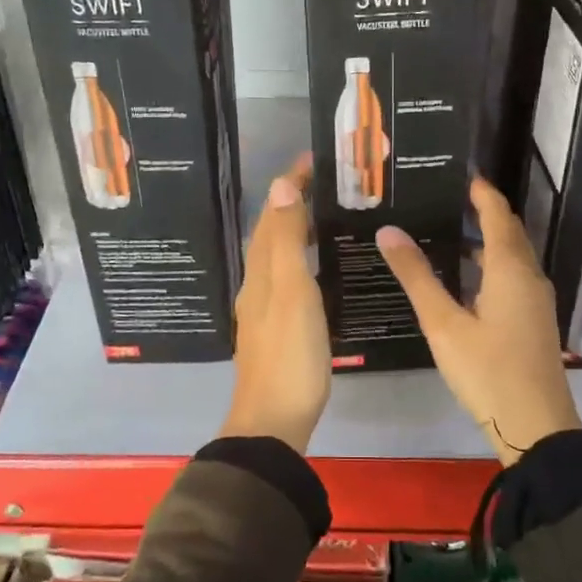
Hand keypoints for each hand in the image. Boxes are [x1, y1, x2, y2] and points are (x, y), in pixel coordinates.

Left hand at [221, 155, 330, 453]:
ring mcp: (264, 309)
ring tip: (323, 216)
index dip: (290, 186)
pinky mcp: (276, 329)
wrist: (273, 421)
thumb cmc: (290, 355)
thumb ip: (287, 242)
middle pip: (270, 234)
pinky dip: (298, 259)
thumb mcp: (293, 293)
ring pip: (276, 257)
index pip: (274, 216)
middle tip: (324, 184)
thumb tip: (280, 187)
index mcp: (261, 273)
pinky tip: (315, 270)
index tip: (312, 160)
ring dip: (294, 230)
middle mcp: (257, 285)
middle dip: (291, 203)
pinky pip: (285, 278)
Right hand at [376, 178, 580, 465]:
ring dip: (486, 240)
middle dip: (482, 211)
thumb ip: (417, 276)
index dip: (480, 192)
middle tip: (445, 198)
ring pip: (512, 256)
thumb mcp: (443, 324)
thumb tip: (389, 231)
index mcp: (510, 269)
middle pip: (508, 231)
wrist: (537, 426)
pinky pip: (513, 277)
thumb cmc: (487, 371)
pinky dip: (491, 265)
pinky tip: (465, 280)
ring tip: (448, 233)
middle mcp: (529, 276)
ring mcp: (536, 300)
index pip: (497, 213)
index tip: (458, 173)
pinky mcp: (534, 320)